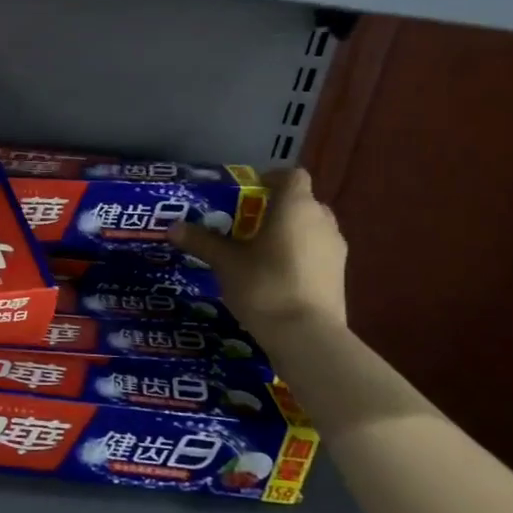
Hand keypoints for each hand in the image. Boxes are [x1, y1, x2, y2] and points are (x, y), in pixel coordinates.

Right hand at [171, 167, 346, 337]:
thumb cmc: (265, 286)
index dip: (271, 179)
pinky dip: (300, 255)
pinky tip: (276, 276)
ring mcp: (336, 249)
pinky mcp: (340, 275)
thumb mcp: (225, 263)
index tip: (248, 193)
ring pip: (311, 228)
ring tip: (259, 252)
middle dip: (276, 209)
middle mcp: (322, 220)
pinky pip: (317, 252)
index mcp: (296, 207)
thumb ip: (202, 241)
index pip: (291, 175)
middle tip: (247, 225)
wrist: (307, 336)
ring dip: (289, 233)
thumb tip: (173, 228)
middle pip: (301, 202)